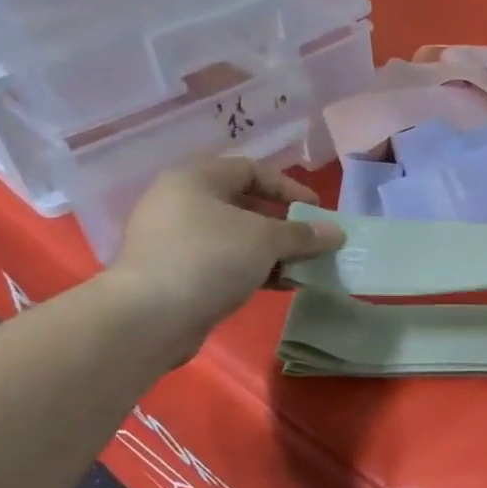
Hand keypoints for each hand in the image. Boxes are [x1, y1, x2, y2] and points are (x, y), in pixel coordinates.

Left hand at [109, 156, 342, 358]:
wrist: (150, 317)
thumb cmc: (209, 259)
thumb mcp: (265, 240)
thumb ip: (303, 234)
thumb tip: (336, 233)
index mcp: (195, 180)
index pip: (250, 170)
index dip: (288, 187)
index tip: (317, 210)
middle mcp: (180, 204)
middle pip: (243, 206)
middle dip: (284, 225)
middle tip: (312, 242)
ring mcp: (174, 241)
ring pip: (235, 238)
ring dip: (272, 252)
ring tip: (302, 268)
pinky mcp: (175, 274)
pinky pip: (223, 264)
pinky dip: (253, 270)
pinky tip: (279, 285)